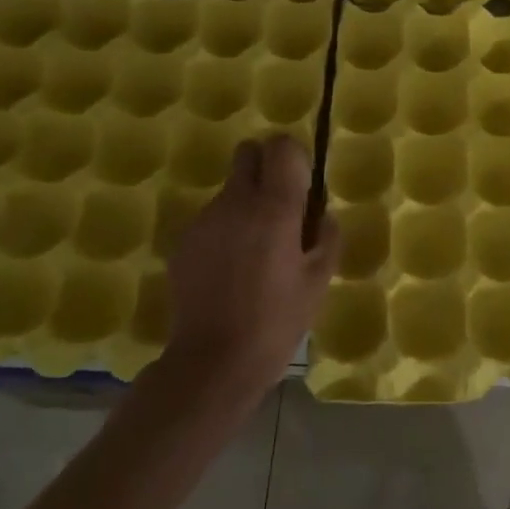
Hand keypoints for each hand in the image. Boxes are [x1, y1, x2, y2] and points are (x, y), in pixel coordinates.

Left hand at [164, 136, 339, 399]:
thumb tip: (320, 216)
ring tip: (255, 253)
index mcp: (274, 208)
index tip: (302, 187)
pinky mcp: (183, 242)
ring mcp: (204, 221)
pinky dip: (225, 231)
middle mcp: (235, 202)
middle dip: (265, 168)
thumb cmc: (277, 321)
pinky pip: (212, 220)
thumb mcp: (319, 280)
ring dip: (246, 205)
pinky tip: (230, 271)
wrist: (213, 362)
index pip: (280, 146)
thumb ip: (326, 236)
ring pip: (230, 190)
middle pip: (248, 153)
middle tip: (279, 208)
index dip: (294, 158)